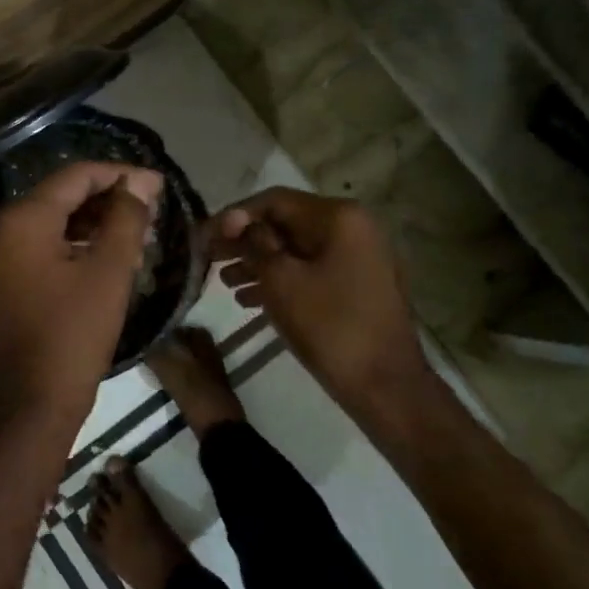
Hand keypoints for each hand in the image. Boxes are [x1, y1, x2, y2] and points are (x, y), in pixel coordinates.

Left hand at [0, 161, 162, 428]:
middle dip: (108, 199)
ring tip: (136, 234)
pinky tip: (107, 256)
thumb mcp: (109, 271)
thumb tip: (139, 182)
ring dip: (94, 222)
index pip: (75, 176)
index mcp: (22, 220)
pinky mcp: (2, 283)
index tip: (158, 184)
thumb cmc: (74, 334)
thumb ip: (126, 218)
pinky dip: (75, 244)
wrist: (31, 407)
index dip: (120, 174)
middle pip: (61, 196)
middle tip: (150, 210)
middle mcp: (1, 230)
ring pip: (52, 222)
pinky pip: (42, 247)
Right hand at [208, 188, 425, 411]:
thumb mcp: (281, 280)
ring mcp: (359, 257)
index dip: (233, 216)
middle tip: (208, 257)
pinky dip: (282, 279)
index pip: (274, 201)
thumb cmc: (330, 327)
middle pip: (286, 224)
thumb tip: (236, 221)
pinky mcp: (358, 286)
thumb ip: (254, 243)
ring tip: (223, 281)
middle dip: (244, 241)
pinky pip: (312, 271)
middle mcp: (353, 228)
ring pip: (297, 250)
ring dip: (258, 262)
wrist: (386, 388)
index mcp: (339, 217)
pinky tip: (248, 299)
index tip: (202, 236)